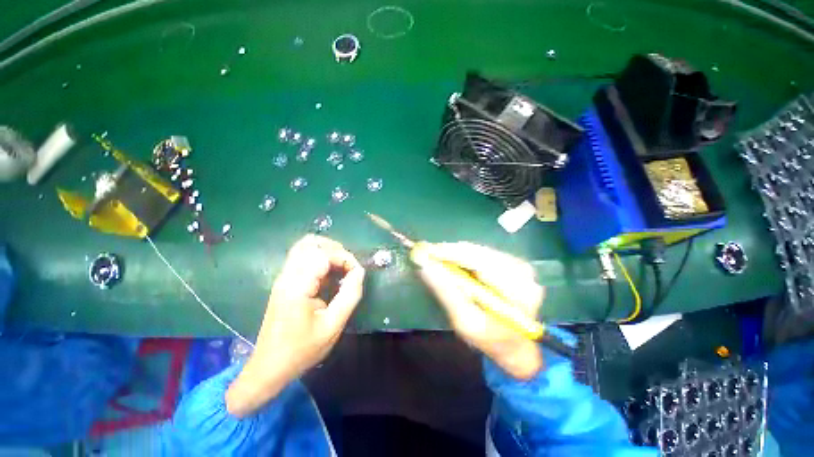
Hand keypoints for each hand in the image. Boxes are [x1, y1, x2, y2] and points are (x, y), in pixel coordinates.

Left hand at [227, 235, 364, 416]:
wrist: (269, 367)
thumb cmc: (302, 350)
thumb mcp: (332, 326)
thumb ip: (350, 296)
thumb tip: (360, 272)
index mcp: (297, 287)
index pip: (322, 254)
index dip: (344, 258)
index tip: (357, 273)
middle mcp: (287, 276)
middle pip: (310, 243)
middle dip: (335, 249)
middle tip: (349, 266)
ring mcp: (283, 277)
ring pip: (304, 246)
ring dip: (327, 250)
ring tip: (341, 266)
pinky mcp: (285, 281)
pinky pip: (303, 257)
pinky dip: (320, 257)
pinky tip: (330, 272)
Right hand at [416, 242, 544, 379]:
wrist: (515, 344)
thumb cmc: (490, 339)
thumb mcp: (465, 322)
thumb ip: (446, 292)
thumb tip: (424, 265)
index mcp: (518, 292)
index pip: (480, 263)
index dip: (451, 254)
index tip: (426, 250)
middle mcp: (523, 273)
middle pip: (479, 252)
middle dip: (450, 251)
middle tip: (427, 253)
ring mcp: (520, 266)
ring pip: (480, 250)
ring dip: (456, 253)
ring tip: (437, 258)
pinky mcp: (514, 262)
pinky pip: (484, 253)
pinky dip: (465, 255)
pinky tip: (454, 262)